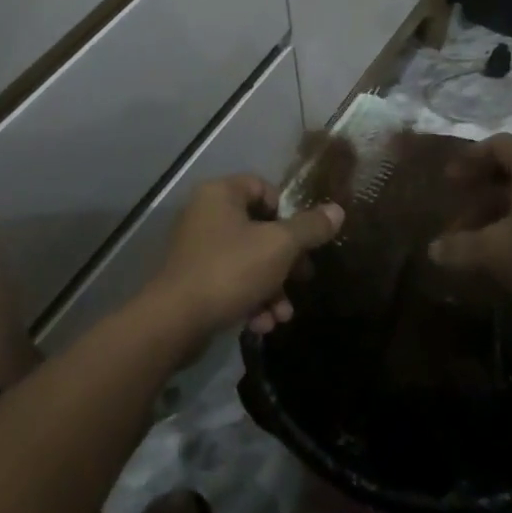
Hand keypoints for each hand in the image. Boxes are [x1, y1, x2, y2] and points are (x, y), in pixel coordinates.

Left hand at [142, 175, 343, 343]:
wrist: (174, 321)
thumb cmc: (230, 270)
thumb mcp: (279, 246)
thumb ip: (310, 228)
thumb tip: (337, 211)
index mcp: (221, 194)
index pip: (263, 188)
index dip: (287, 212)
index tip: (303, 239)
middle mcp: (206, 214)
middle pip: (259, 228)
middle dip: (286, 261)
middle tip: (303, 279)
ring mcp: (197, 248)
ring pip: (248, 260)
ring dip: (271, 287)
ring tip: (283, 315)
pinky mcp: (193, 280)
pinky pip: (231, 281)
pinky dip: (249, 299)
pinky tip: (261, 325)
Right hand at [428, 134, 511, 320]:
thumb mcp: (496, 251)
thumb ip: (461, 248)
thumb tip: (433, 250)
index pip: (498, 144)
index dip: (470, 158)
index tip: (449, 178)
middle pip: (511, 170)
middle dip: (480, 189)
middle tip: (457, 207)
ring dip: (497, 212)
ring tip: (475, 239)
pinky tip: (505, 254)